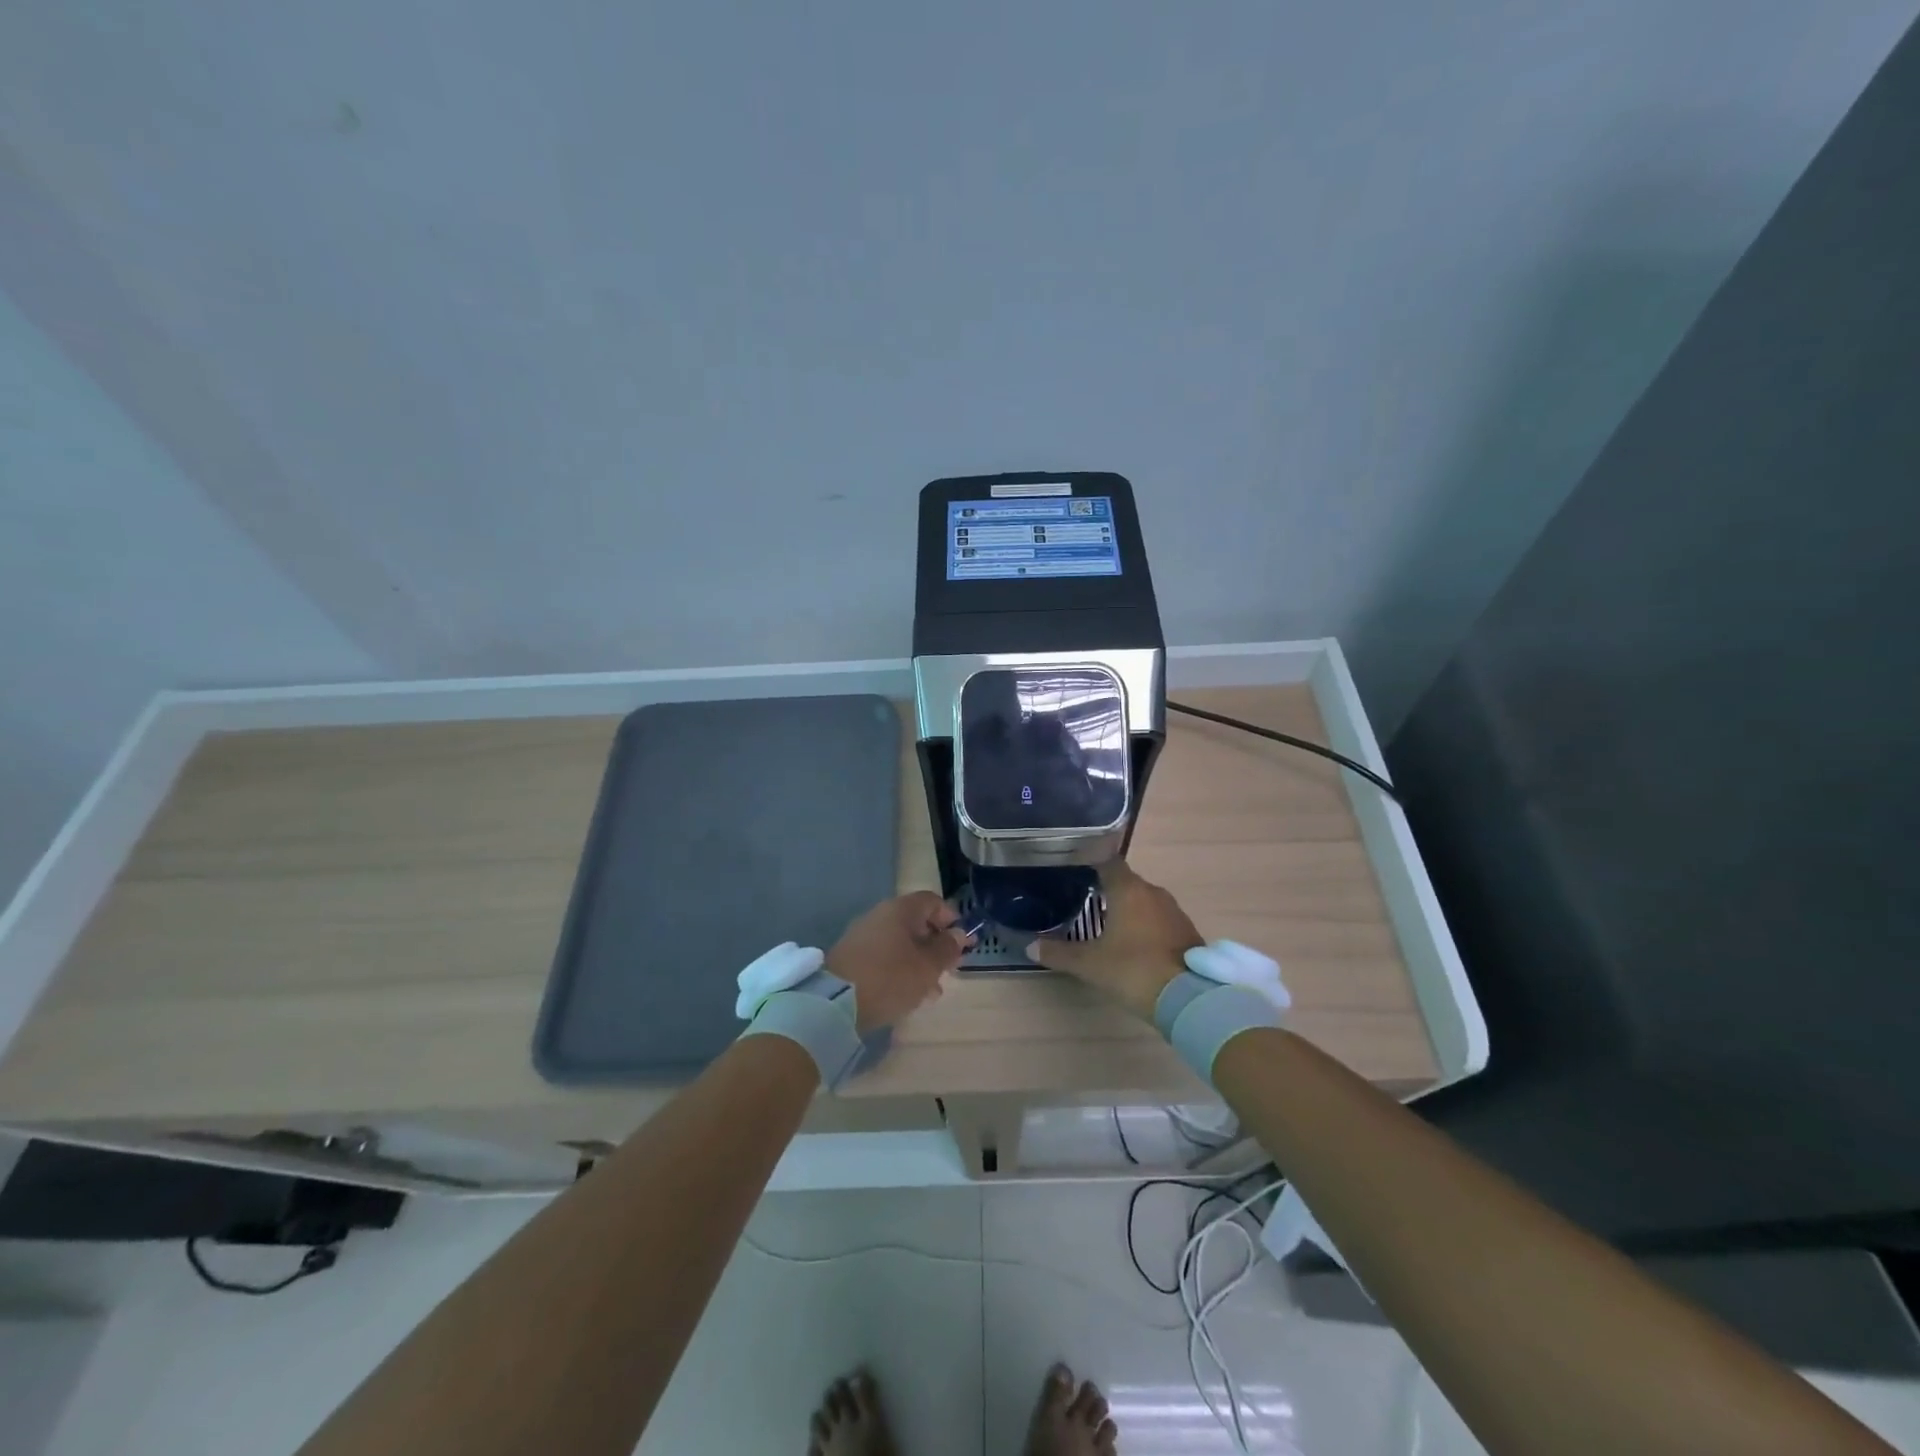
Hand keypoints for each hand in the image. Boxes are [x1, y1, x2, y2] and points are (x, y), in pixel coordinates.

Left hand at [826, 892, 972, 1032]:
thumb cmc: (890, 978)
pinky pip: (884, 958)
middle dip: (936, 946)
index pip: (932, 901)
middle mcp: (880, 915)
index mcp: (900, 910)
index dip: (951, 919)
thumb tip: (958, 934)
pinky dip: (900, 971)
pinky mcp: (852, 957)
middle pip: (916, 923)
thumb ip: (947, 949)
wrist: (834, 1002)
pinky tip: (908, 995)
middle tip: (949, 970)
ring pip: (901, 944)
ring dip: (920, 963)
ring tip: (931, 992)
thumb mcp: (927, 966)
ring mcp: (863, 936)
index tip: (963, 942)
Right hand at [1026, 860, 1201, 1021]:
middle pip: (1127, 882)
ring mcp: (1174, 912)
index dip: (1092, 864)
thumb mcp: (1090, 964)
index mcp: (1129, 890)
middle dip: (1109, 890)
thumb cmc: (1133, 970)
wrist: (1189, 999)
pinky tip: (1135, 943)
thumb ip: (1059, 953)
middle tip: (1086, 901)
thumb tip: (1029, 946)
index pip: (1108, 862)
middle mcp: (1153, 893)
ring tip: (1108, 924)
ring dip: (1129, 909)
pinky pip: (1160, 920)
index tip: (1076, 872)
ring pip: (1145, 901)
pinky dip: (1146, 926)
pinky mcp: (1188, 933)